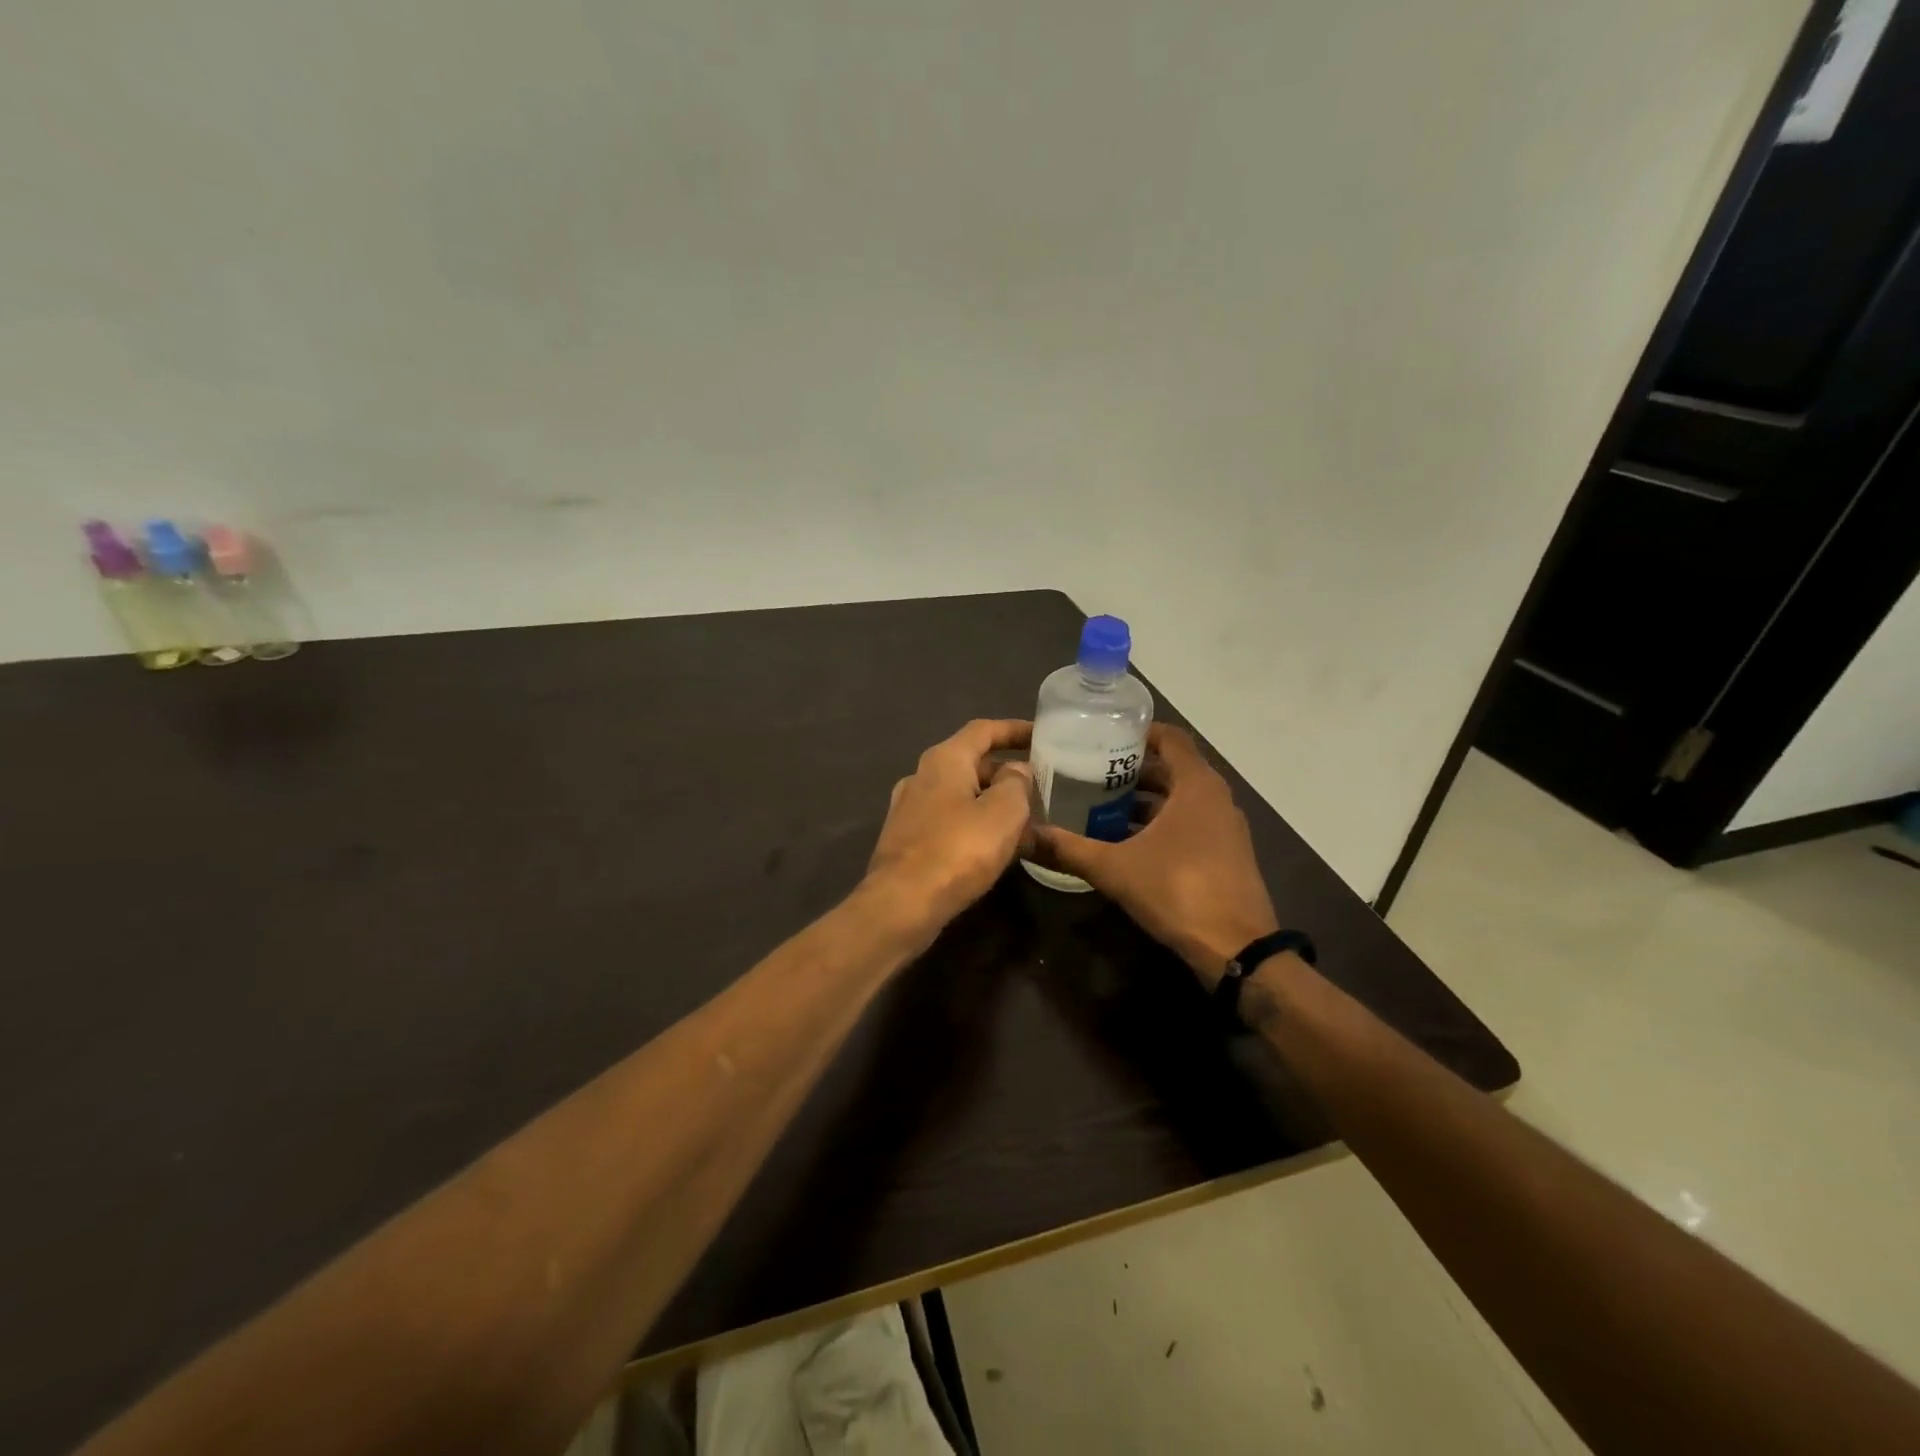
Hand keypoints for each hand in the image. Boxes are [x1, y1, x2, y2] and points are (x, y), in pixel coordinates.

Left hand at [865, 719, 1034, 934]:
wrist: (901, 904)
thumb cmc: (958, 850)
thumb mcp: (1003, 812)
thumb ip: (1016, 784)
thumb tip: (1016, 771)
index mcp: (944, 759)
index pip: (983, 730)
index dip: (1014, 730)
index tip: (1042, 735)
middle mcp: (921, 776)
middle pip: (971, 763)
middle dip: (1006, 774)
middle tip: (1039, 790)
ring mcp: (908, 809)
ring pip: (960, 795)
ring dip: (992, 803)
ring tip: (1024, 822)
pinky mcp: (906, 840)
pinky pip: (948, 821)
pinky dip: (974, 825)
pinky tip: (993, 849)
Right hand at [1032, 724, 1277, 985]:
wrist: (1237, 949)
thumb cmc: (1178, 891)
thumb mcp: (1114, 868)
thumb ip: (1067, 848)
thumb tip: (1023, 835)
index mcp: (1197, 785)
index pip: (1170, 738)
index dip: (1138, 732)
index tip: (1103, 736)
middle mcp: (1216, 798)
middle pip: (1172, 768)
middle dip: (1133, 769)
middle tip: (1090, 772)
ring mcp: (1225, 828)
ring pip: (1181, 799)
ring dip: (1146, 800)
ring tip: (1101, 805)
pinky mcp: (1226, 854)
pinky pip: (1190, 823)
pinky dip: (1161, 823)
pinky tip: (1127, 842)